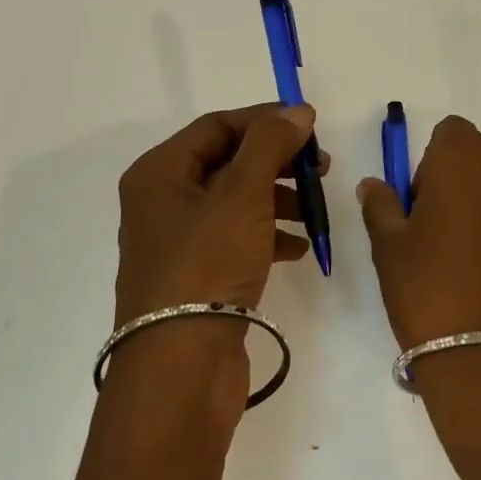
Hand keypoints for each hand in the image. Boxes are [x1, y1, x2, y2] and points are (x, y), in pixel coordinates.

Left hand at [108, 103, 323, 417]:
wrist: (180, 369)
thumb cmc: (206, 265)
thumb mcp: (242, 195)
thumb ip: (270, 145)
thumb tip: (298, 111)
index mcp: (159, 173)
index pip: (217, 126)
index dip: (265, 121)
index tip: (311, 127)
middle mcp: (162, 202)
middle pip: (227, 163)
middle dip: (276, 162)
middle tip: (321, 169)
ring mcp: (178, 242)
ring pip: (235, 202)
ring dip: (278, 199)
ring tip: (316, 211)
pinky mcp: (196, 276)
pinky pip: (235, 239)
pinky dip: (268, 235)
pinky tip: (299, 247)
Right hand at [356, 115, 480, 352]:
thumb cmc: (429, 290)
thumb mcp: (389, 246)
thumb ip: (381, 205)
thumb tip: (373, 185)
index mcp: (465, 157)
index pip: (449, 134)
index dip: (432, 166)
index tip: (423, 207)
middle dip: (464, 183)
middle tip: (445, 235)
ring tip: (478, 258)